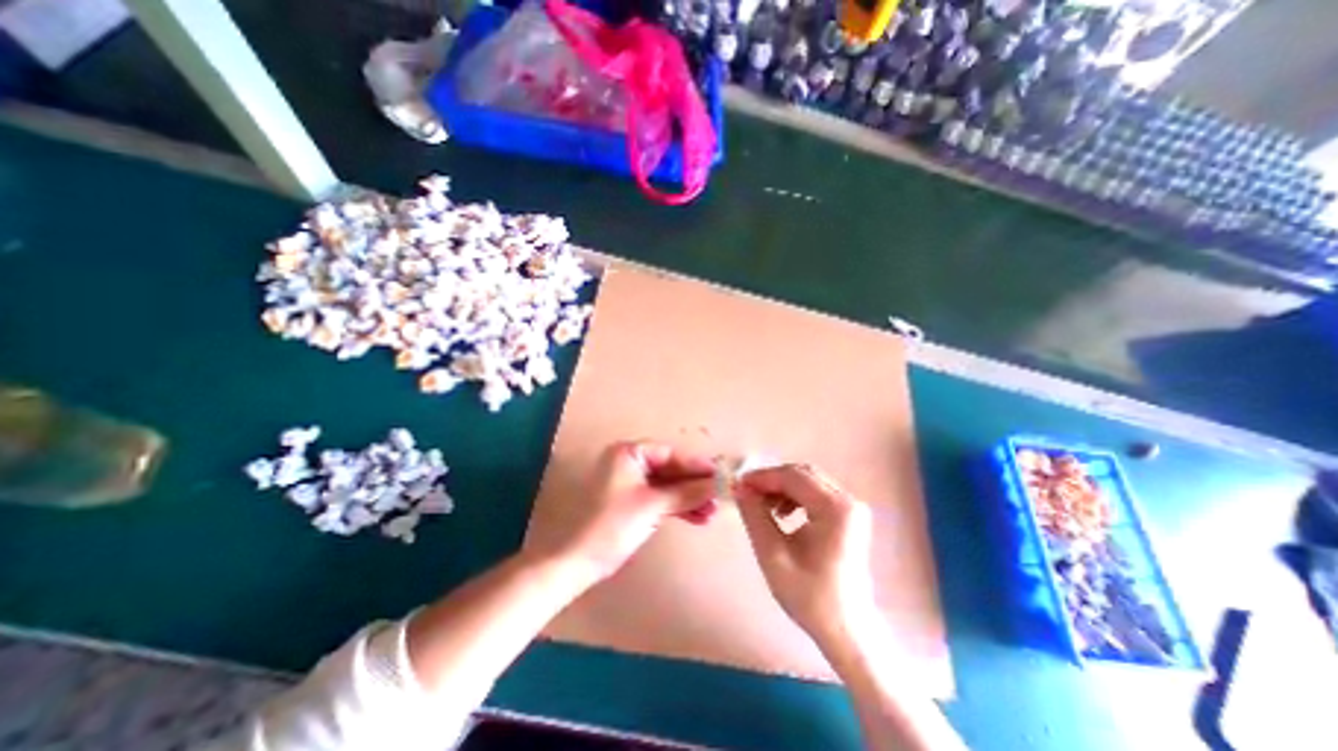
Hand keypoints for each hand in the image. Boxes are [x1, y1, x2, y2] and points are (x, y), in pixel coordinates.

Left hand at [523, 443, 721, 588]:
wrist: (579, 562)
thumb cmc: (613, 525)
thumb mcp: (653, 505)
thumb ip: (686, 492)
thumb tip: (718, 483)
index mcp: (629, 453)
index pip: (670, 453)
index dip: (695, 465)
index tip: (719, 474)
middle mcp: (629, 463)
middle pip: (670, 469)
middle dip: (694, 485)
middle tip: (718, 496)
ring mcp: (630, 483)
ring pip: (667, 486)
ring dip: (688, 498)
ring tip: (711, 512)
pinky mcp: (631, 502)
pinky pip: (659, 498)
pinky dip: (677, 507)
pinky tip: (697, 518)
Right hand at [731, 466, 879, 654]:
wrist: (848, 630)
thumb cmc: (811, 597)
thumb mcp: (773, 556)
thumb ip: (754, 516)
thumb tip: (739, 488)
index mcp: (836, 509)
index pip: (793, 477)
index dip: (763, 477)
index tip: (739, 485)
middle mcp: (849, 501)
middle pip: (802, 474)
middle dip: (772, 480)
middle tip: (748, 494)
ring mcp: (852, 507)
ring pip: (809, 481)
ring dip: (782, 488)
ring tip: (764, 507)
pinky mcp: (849, 516)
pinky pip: (816, 493)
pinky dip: (795, 496)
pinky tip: (783, 514)